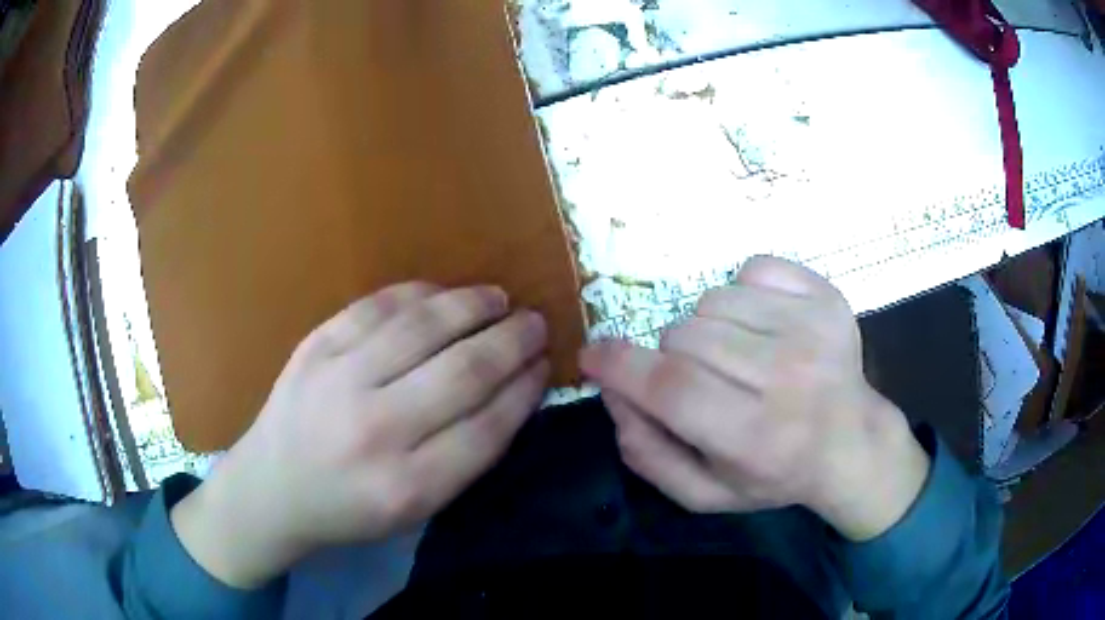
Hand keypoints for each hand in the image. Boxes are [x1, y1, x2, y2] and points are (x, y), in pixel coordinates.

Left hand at [171, 283, 548, 587]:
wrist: (271, 488)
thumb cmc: (347, 509)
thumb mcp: (413, 512)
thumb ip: (463, 460)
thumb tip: (511, 393)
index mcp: (406, 487)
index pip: (486, 428)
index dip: (525, 391)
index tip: (545, 366)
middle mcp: (374, 430)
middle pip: (463, 372)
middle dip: (512, 341)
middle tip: (535, 323)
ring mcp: (338, 380)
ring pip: (423, 327)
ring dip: (471, 306)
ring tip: (498, 299)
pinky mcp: (314, 347)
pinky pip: (376, 306)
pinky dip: (418, 294)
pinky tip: (442, 295)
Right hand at [581, 257, 930, 541]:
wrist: (852, 444)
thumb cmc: (775, 476)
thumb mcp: (703, 494)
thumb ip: (648, 454)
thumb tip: (613, 393)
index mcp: (755, 436)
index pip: (672, 387)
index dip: (619, 367)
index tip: (592, 356)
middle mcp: (788, 376)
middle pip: (686, 338)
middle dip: (668, 356)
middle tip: (695, 379)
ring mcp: (812, 328)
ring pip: (713, 301)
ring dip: (706, 328)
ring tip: (735, 356)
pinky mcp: (826, 297)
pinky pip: (753, 269)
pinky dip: (742, 294)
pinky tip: (762, 327)